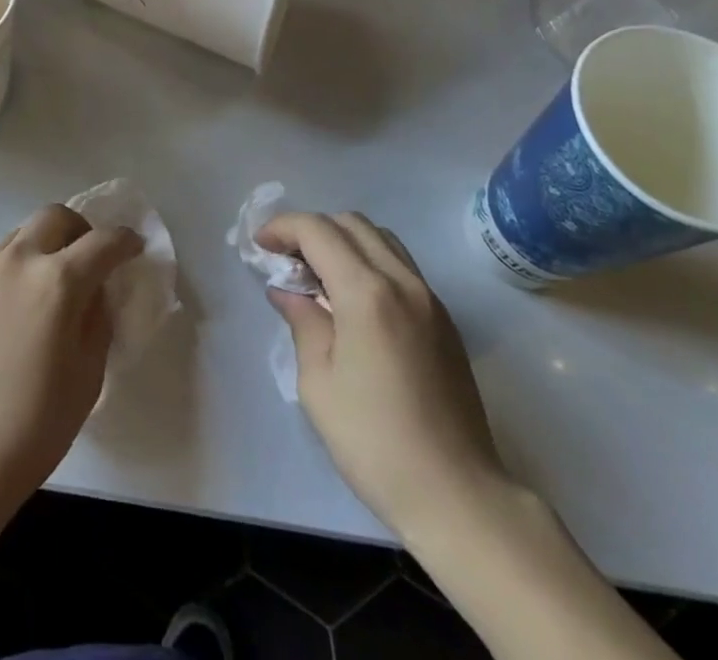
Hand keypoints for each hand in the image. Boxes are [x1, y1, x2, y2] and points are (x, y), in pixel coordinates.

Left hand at [0, 205, 141, 509]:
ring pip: (23, 231)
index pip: (103, 242)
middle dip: (82, 229)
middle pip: (56, 217)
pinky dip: (19, 263)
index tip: (134, 247)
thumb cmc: (35, 425)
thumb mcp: (88, 373)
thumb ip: (98, 318)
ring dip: (46, 243)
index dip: (125, 241)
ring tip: (52, 281)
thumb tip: (96, 291)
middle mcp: (19, 260)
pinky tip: (19, 303)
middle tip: (91, 258)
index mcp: (58, 281)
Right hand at [260, 211, 506, 545]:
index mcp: (366, 293)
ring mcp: (429, 298)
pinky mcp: (444, 319)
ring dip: (343, 241)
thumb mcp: (318, 383)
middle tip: (286, 260)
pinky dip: (369, 261)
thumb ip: (302, 322)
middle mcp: (402, 281)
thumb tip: (288, 290)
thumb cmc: (375, 442)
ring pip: (380, 238)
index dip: (282, 228)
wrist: (457, 495)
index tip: (259, 245)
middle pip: (351, 223)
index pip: (317, 231)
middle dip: (311, 230)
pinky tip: (352, 300)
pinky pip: (400, 265)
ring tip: (318, 276)